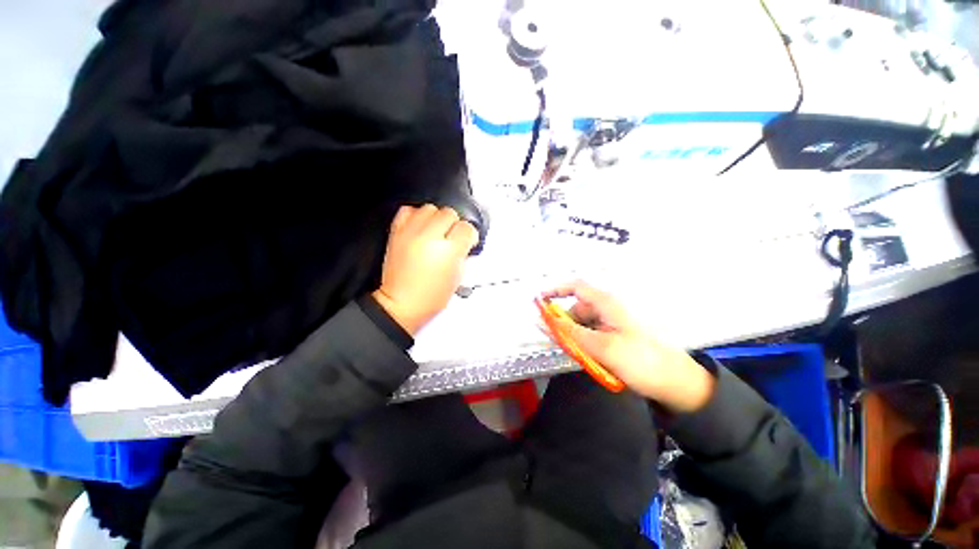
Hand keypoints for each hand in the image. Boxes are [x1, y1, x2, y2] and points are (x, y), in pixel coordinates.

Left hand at [373, 204, 477, 335]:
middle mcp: (429, 237)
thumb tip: (464, 241)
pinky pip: (408, 210)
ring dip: (436, 218)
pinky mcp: (397, 232)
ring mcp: (411, 232)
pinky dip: (416, 216)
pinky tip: (421, 226)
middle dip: (454, 225)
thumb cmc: (429, 297)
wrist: (401, 303)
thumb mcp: (457, 277)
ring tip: (436, 231)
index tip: (467, 240)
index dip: (469, 234)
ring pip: (430, 208)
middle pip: (449, 213)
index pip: (466, 228)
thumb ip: (463, 253)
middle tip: (452, 237)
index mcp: (448, 251)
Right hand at [542, 281, 715, 412]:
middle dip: (565, 325)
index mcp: (606, 304)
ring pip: (581, 326)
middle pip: (575, 310)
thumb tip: (543, 320)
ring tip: (585, 358)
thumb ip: (570, 333)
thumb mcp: (602, 347)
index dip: (555, 290)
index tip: (538, 301)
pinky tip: (592, 360)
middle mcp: (606, 310)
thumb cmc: (641, 360)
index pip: (575, 287)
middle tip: (564, 345)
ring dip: (575, 339)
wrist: (675, 383)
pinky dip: (584, 346)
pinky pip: (590, 336)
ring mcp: (610, 324)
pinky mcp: (612, 337)